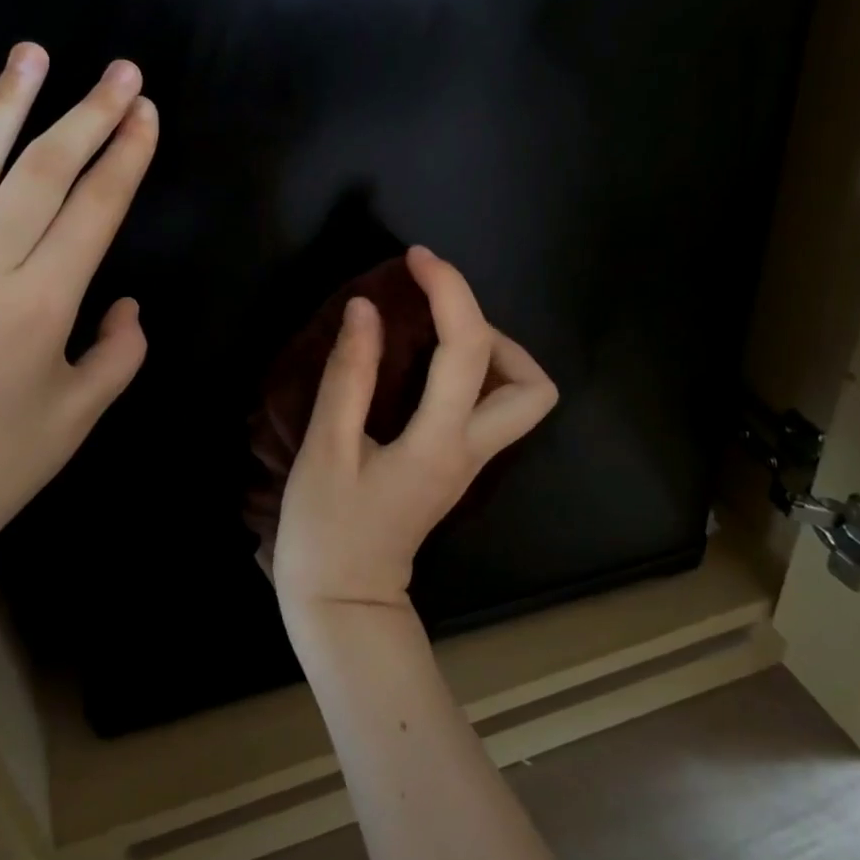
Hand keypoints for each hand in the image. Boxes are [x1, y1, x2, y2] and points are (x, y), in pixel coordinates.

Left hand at [0, 43, 157, 577]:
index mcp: (41, 306)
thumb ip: (118, 352)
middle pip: (42, 172)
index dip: (126, 156)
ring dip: (7, 106)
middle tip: (119, 70)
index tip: (147, 112)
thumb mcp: (80, 416)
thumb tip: (124, 303)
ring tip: (32, 54)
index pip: (94, 209)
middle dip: (88, 114)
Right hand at [273, 247, 558, 621]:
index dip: (449, 291)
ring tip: (433, 337)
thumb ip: (350, 375)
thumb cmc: (326, 530)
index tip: (417, 259)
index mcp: (440, 443)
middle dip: (495, 333)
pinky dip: (471, 374)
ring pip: (522, 399)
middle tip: (437, 317)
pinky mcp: (456, 467)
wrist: (343, 600)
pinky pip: (488, 408)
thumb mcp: (326, 448)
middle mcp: (471, 451)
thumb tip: (366, 309)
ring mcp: (469, 463)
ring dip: (490, 353)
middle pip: (533, 386)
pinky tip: (426, 367)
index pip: (469, 350)